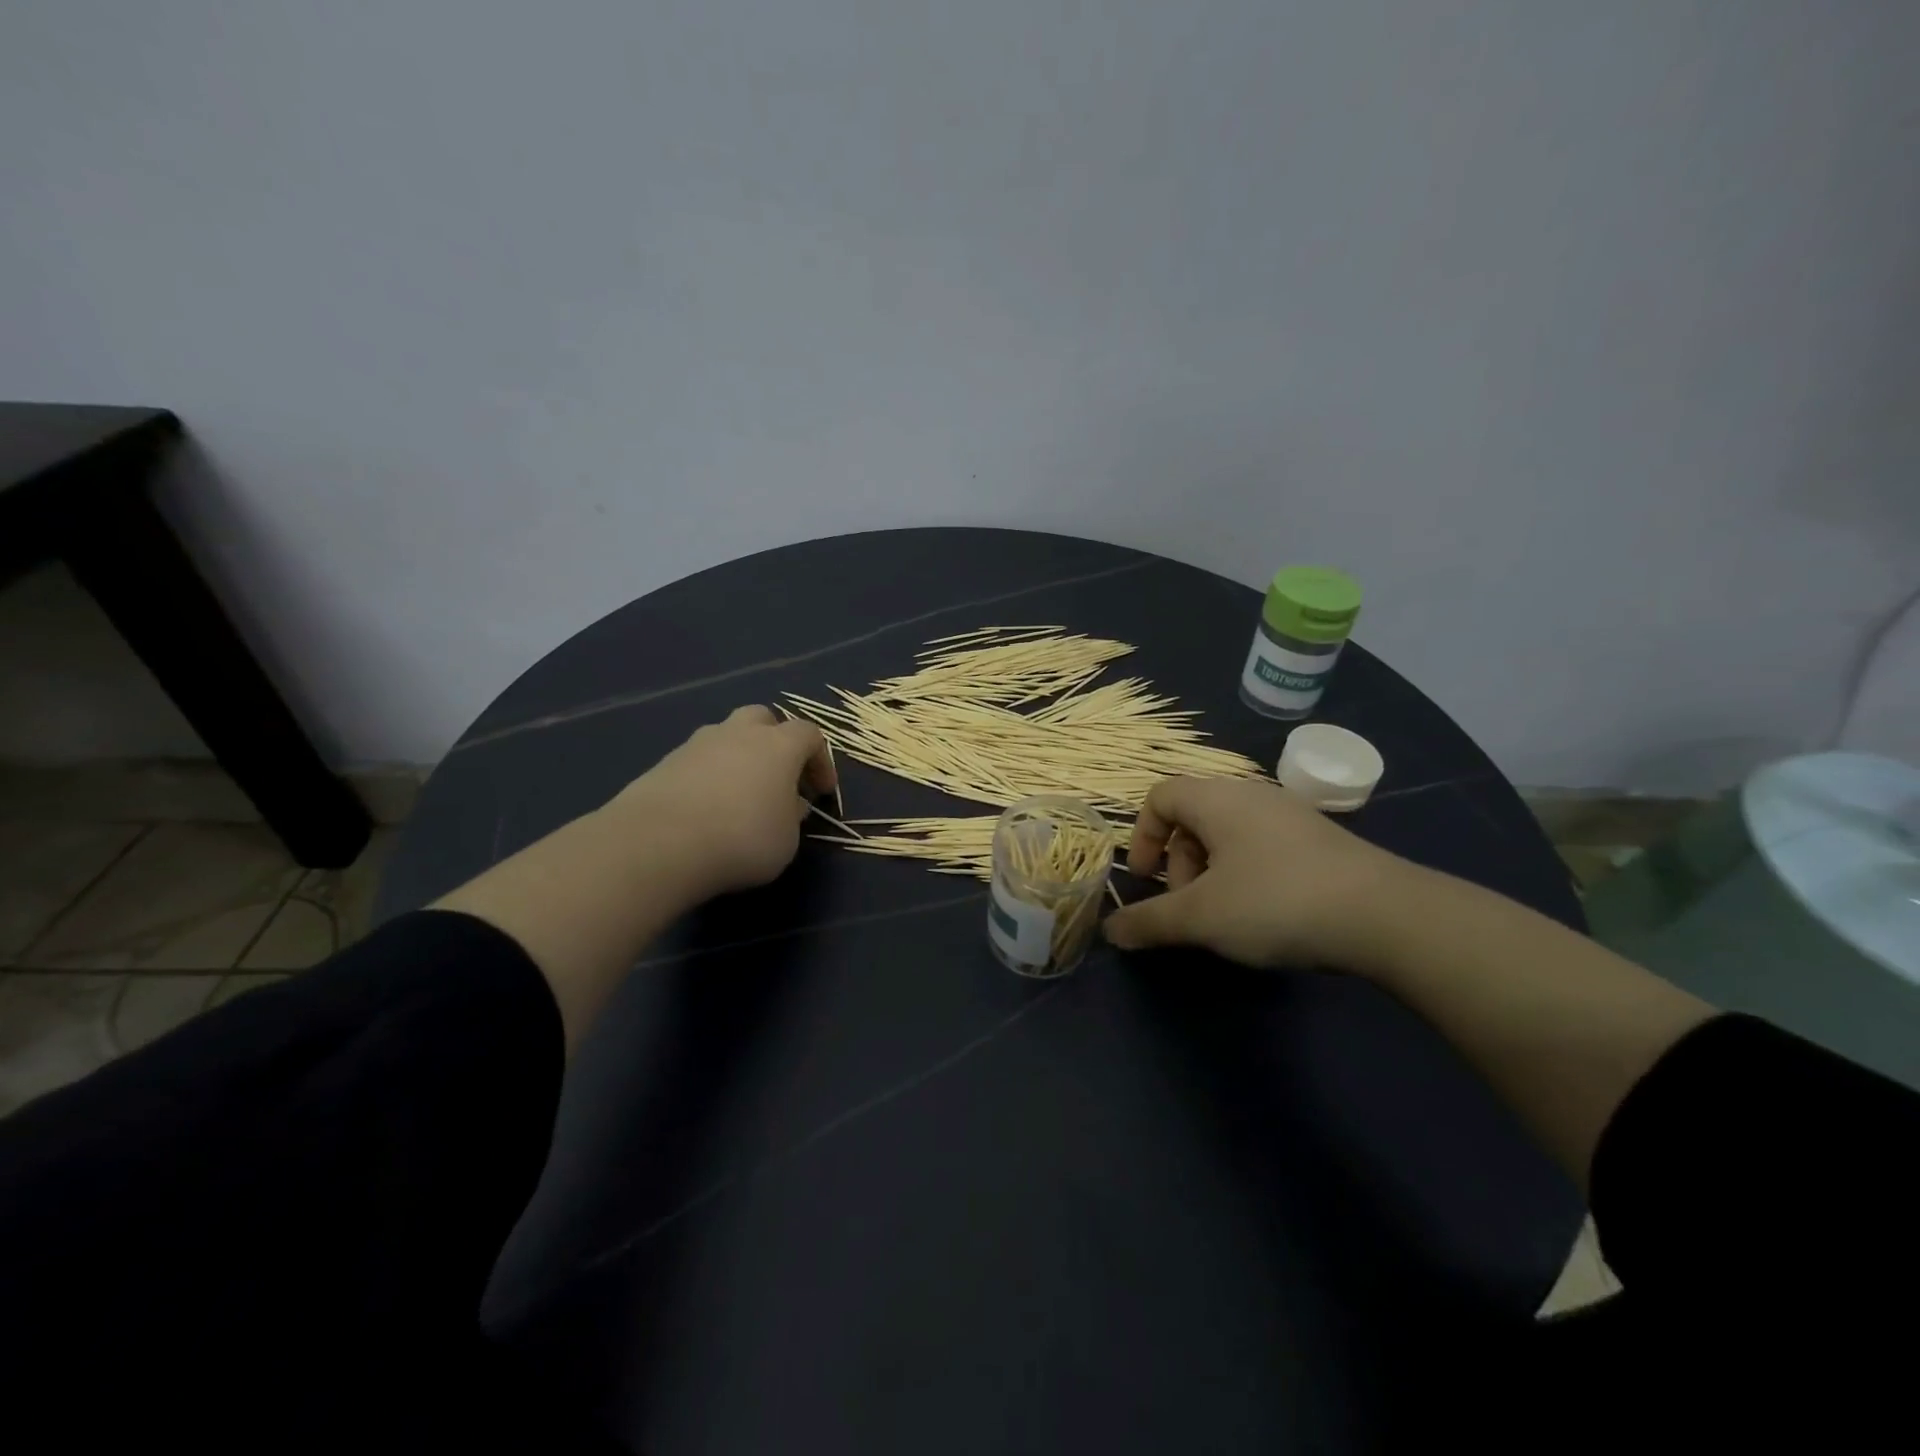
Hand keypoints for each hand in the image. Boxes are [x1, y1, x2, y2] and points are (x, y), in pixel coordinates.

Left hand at [611, 705, 835, 895]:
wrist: (659, 844)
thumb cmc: (742, 839)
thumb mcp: (787, 840)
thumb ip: (792, 817)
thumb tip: (789, 804)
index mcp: (779, 745)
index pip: (810, 735)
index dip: (821, 760)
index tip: (821, 791)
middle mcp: (738, 733)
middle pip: (763, 718)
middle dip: (775, 742)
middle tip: (779, 777)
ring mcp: (697, 744)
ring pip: (726, 736)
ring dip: (738, 758)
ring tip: (739, 796)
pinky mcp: (664, 763)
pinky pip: (697, 761)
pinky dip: (708, 777)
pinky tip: (706, 810)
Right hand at [1102, 777, 1410, 968]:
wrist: (1386, 916)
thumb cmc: (1276, 902)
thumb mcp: (1202, 918)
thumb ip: (1150, 923)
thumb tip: (1110, 932)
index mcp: (1217, 799)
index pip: (1159, 795)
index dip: (1142, 836)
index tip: (1147, 880)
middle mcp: (1251, 795)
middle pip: (1193, 816)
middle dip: (1179, 863)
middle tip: (1191, 907)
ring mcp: (1291, 815)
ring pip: (1229, 833)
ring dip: (1212, 872)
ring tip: (1228, 917)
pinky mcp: (1321, 839)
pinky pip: (1264, 846)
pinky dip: (1248, 873)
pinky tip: (1268, 914)